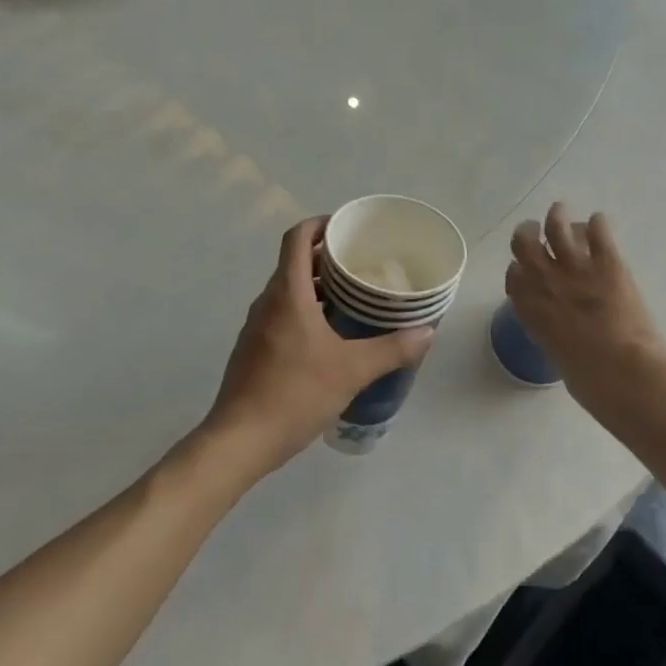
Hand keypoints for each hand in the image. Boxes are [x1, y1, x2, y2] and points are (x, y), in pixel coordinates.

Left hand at [202, 217, 432, 475]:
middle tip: (362, 263)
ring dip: (317, 286)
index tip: (346, 227)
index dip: (320, 224)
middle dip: (326, 257)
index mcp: (287, 293)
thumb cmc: (294, 393)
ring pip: (288, 291)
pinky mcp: (254, 350)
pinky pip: (282, 314)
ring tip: (352, 298)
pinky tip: (329, 336)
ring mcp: (256, 327)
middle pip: (294, 263)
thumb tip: (426, 333)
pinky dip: (305, 311)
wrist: (239, 441)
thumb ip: (391, 349)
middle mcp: (267, 302)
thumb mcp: (351, 370)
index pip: (297, 238)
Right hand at [505, 203, 665, 399]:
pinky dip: (598, 223)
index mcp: (530, 309)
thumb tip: (565, 336)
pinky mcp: (607, 262)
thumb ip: (554, 337)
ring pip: (557, 225)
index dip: (518, 269)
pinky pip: (598, 230)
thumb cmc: (591, 382)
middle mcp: (545, 282)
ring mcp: (576, 267)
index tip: (523, 268)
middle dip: (527, 233)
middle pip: (525, 243)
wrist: (624, 373)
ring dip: (557, 216)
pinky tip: (600, 221)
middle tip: (534, 229)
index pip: (513, 276)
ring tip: (560, 211)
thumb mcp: (558, 358)